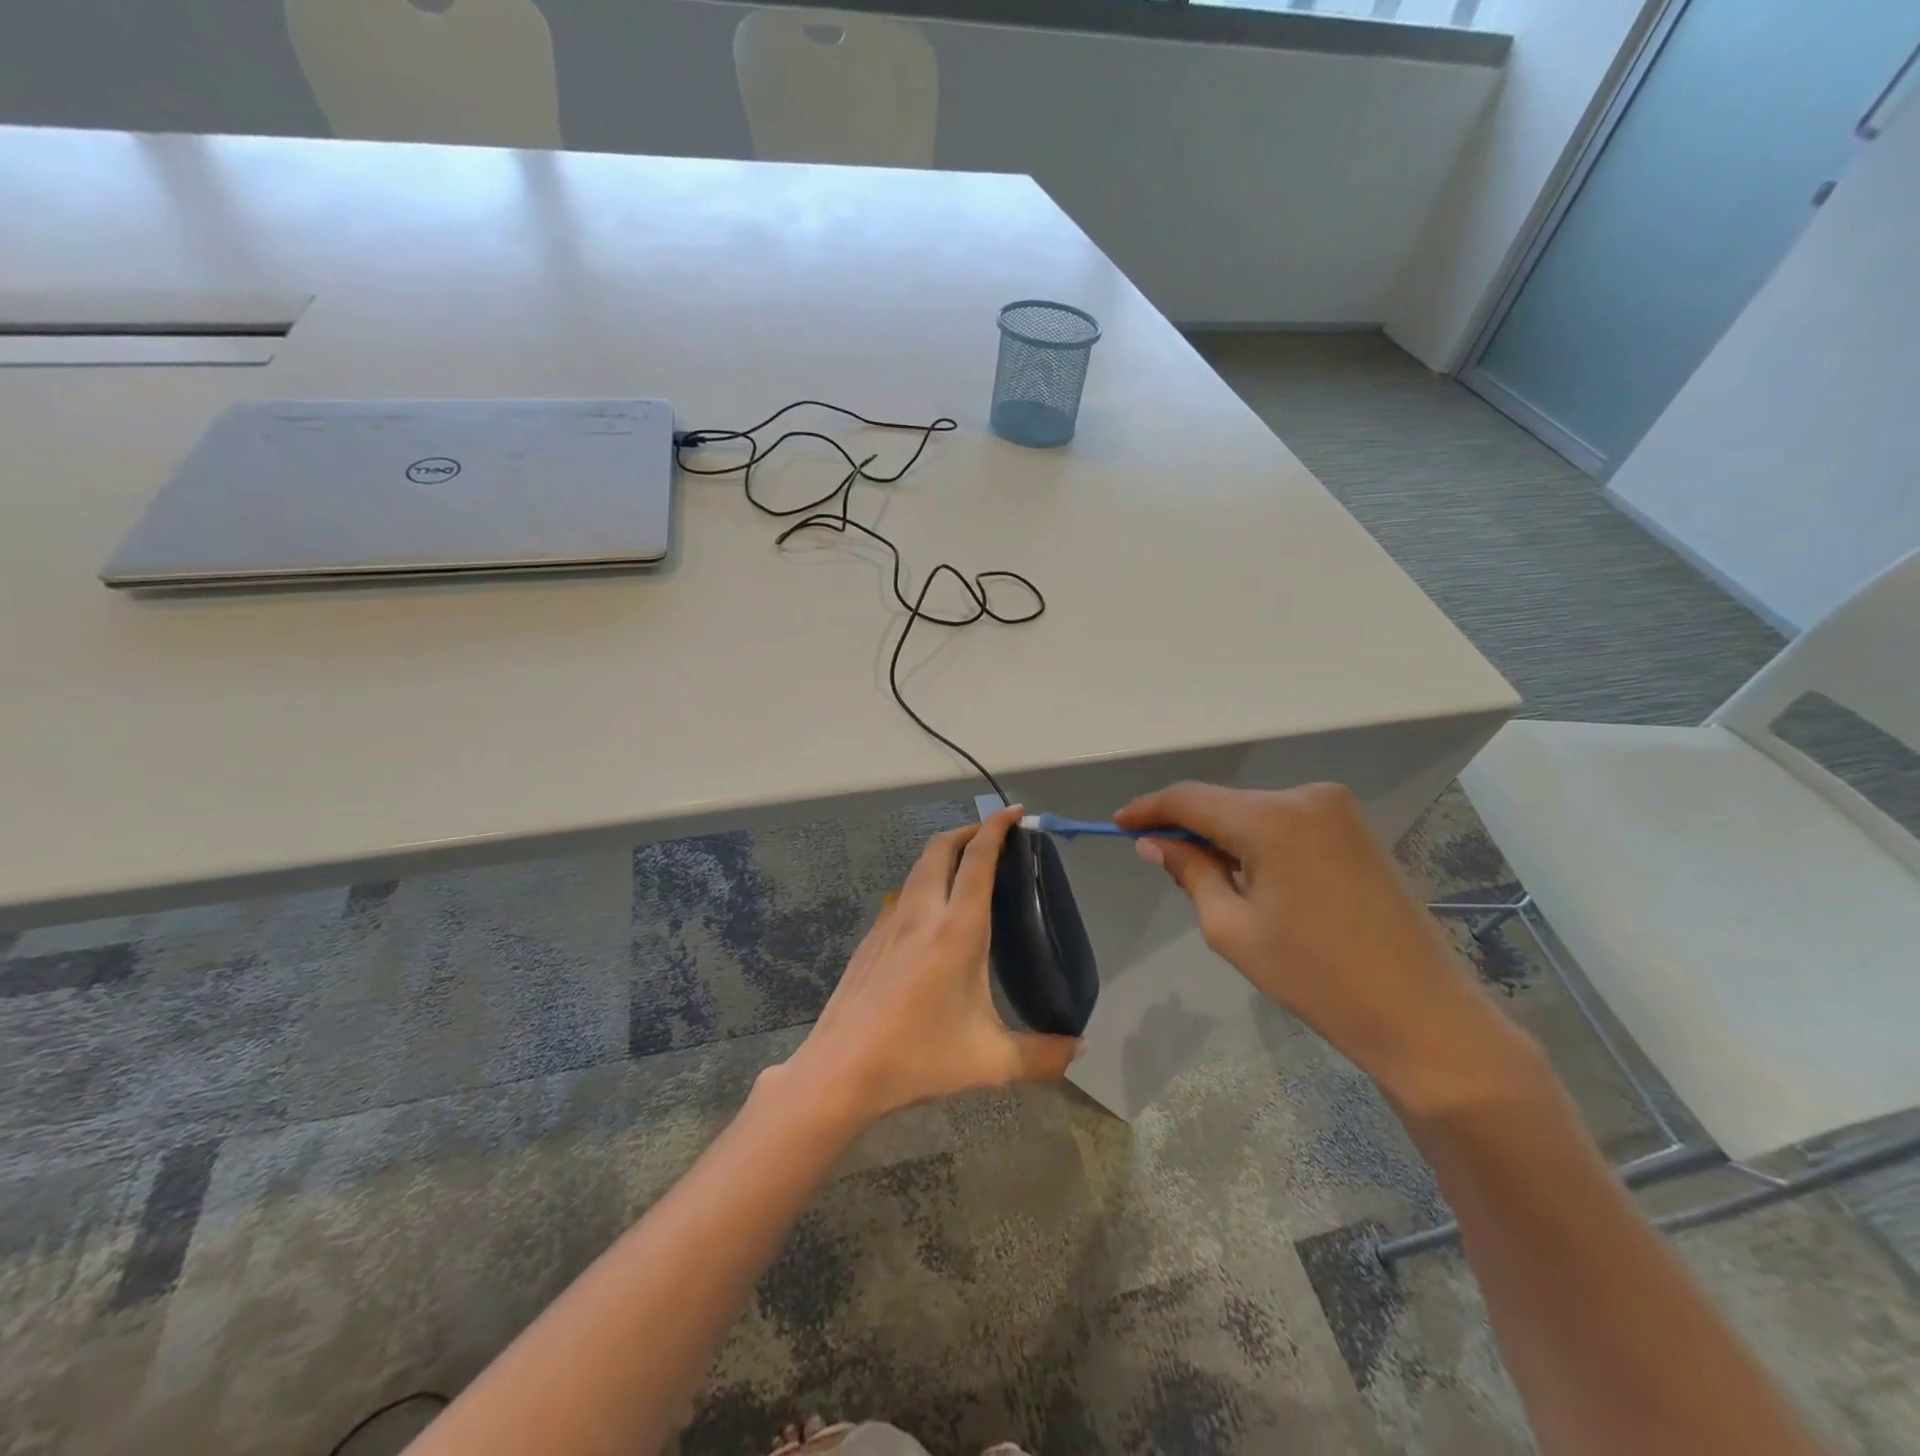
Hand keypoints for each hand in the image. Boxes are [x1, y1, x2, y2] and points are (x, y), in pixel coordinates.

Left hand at [778, 806, 1082, 1127]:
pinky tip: (930, 917)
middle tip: (993, 838)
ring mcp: (889, 923)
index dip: (996, 829)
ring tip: (965, 870)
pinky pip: (902, 895)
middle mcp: (921, 914)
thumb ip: (1042, 1056)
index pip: (977, 860)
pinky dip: (923, 884)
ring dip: (943, 855)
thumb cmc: (918, 1058)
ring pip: (917, 868)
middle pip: (941, 849)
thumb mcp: (990, 1062)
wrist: (841, 1070)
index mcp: (956, 930)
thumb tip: (1079, 1051)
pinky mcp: (870, 939)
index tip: (1014, 812)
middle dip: (968, 832)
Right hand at [1116, 781, 1530, 1113]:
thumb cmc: (1315, 977)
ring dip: (1225, 837)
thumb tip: (1154, 843)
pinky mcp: (1356, 830)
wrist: (1421, 1014)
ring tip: (1209, 881)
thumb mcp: (1232, 928)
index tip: (1118, 824)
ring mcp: (1337, 811)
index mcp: (1272, 818)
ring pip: (1255, 813)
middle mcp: (1305, 797)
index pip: (1190, 798)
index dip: (1149, 809)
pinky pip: (1286, 823)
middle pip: (1224, 803)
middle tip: (1160, 862)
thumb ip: (1190, 872)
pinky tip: (1253, 878)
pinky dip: (1258, 842)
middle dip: (1188, 828)